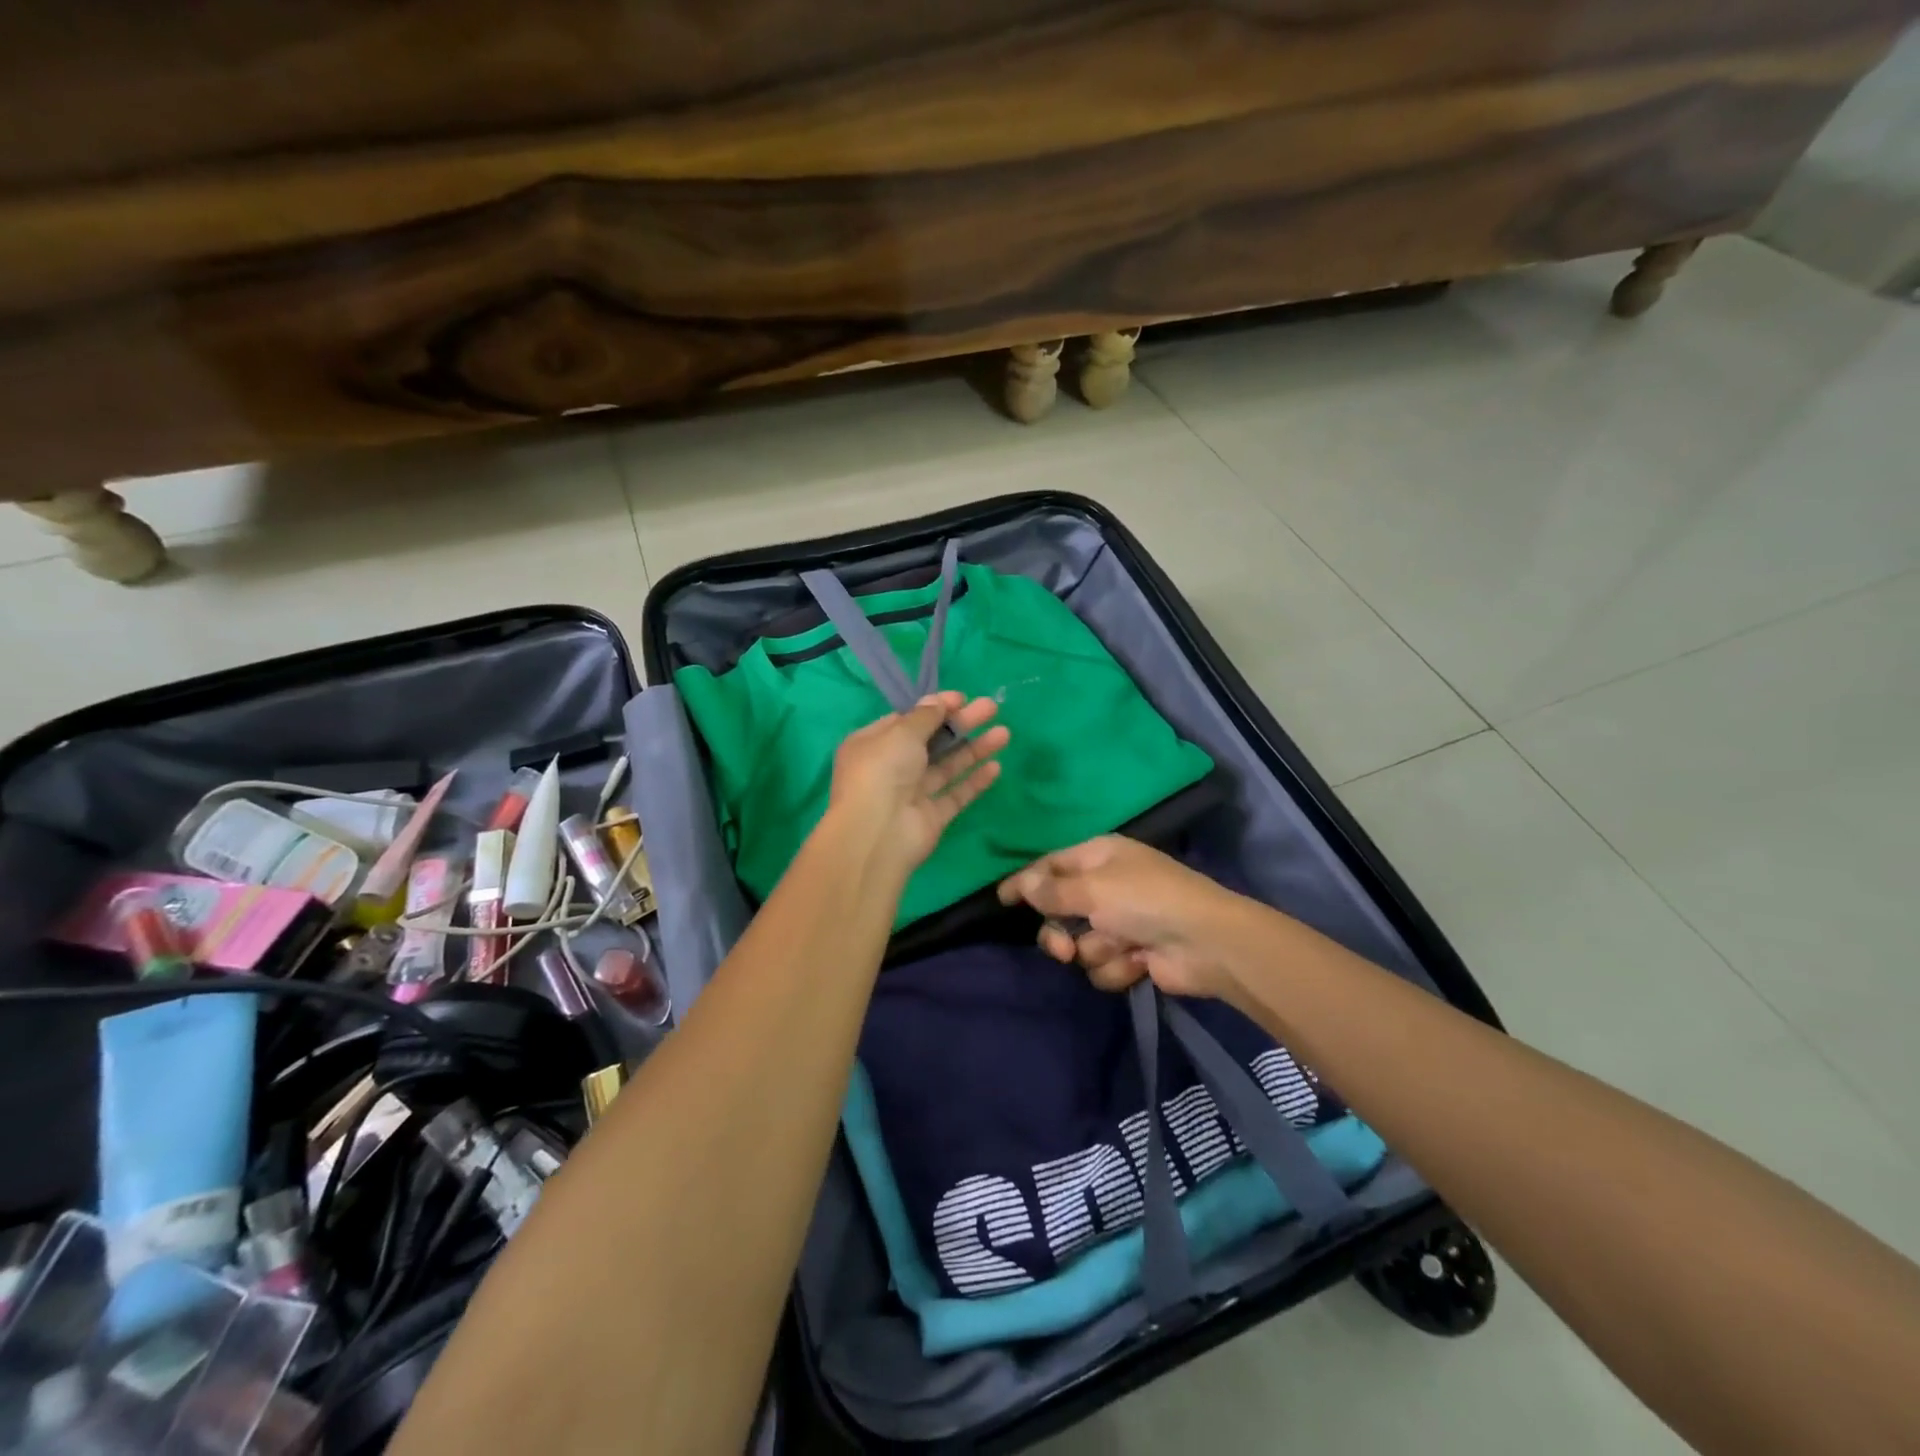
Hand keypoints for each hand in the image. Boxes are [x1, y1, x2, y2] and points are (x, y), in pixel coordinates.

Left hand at [824, 691, 1008, 881]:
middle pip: (931, 741)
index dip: (934, 708)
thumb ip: (924, 716)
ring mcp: (912, 794)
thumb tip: (937, 701)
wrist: (878, 834)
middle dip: (961, 724)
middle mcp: (891, 768)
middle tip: (991, 708)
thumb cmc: (882, 771)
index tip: (962, 698)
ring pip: (947, 766)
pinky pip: (955, 794)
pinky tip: (996, 767)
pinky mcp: (931, 817)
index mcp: (873, 744)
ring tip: (1004, 733)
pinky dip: (974, 781)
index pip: (906, 721)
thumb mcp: (901, 733)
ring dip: (974, 749)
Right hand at [997, 836, 1249, 1002]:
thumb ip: (1051, 890)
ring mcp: (1120, 922)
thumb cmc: (1145, 900)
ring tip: (1119, 949)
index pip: (1050, 865)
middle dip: (1059, 932)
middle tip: (1063, 948)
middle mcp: (1106, 886)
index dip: (1025, 881)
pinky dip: (1117, 966)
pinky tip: (1139, 962)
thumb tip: (1022, 884)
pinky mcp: (1133, 954)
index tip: (1001, 899)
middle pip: (1059, 910)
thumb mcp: (1092, 888)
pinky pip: (1103, 965)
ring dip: (1095, 950)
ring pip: (1079, 943)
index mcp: (1098, 857)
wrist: (1206, 942)